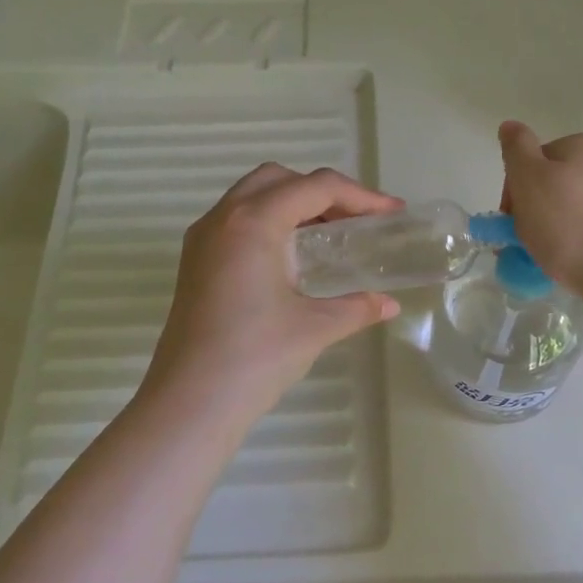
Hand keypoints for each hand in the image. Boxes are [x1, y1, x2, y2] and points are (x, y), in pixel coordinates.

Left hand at [145, 163, 402, 416]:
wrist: (191, 402)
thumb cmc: (256, 357)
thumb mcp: (315, 328)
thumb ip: (357, 307)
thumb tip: (388, 305)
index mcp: (253, 223)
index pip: (314, 187)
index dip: (360, 196)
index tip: (391, 213)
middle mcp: (223, 218)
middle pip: (278, 180)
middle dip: (323, 192)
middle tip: (356, 221)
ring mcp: (203, 240)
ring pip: (253, 197)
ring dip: (294, 205)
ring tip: (330, 237)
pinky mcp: (195, 262)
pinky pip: (237, 222)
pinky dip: (270, 224)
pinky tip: (293, 259)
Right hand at [499, 120, 582, 304]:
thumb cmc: (571, 230)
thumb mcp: (529, 184)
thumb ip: (516, 151)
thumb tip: (510, 125)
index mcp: (582, 145)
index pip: (536, 159)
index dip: (517, 190)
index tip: (512, 223)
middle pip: (564, 180)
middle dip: (545, 206)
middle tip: (532, 244)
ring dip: (571, 223)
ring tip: (561, 258)